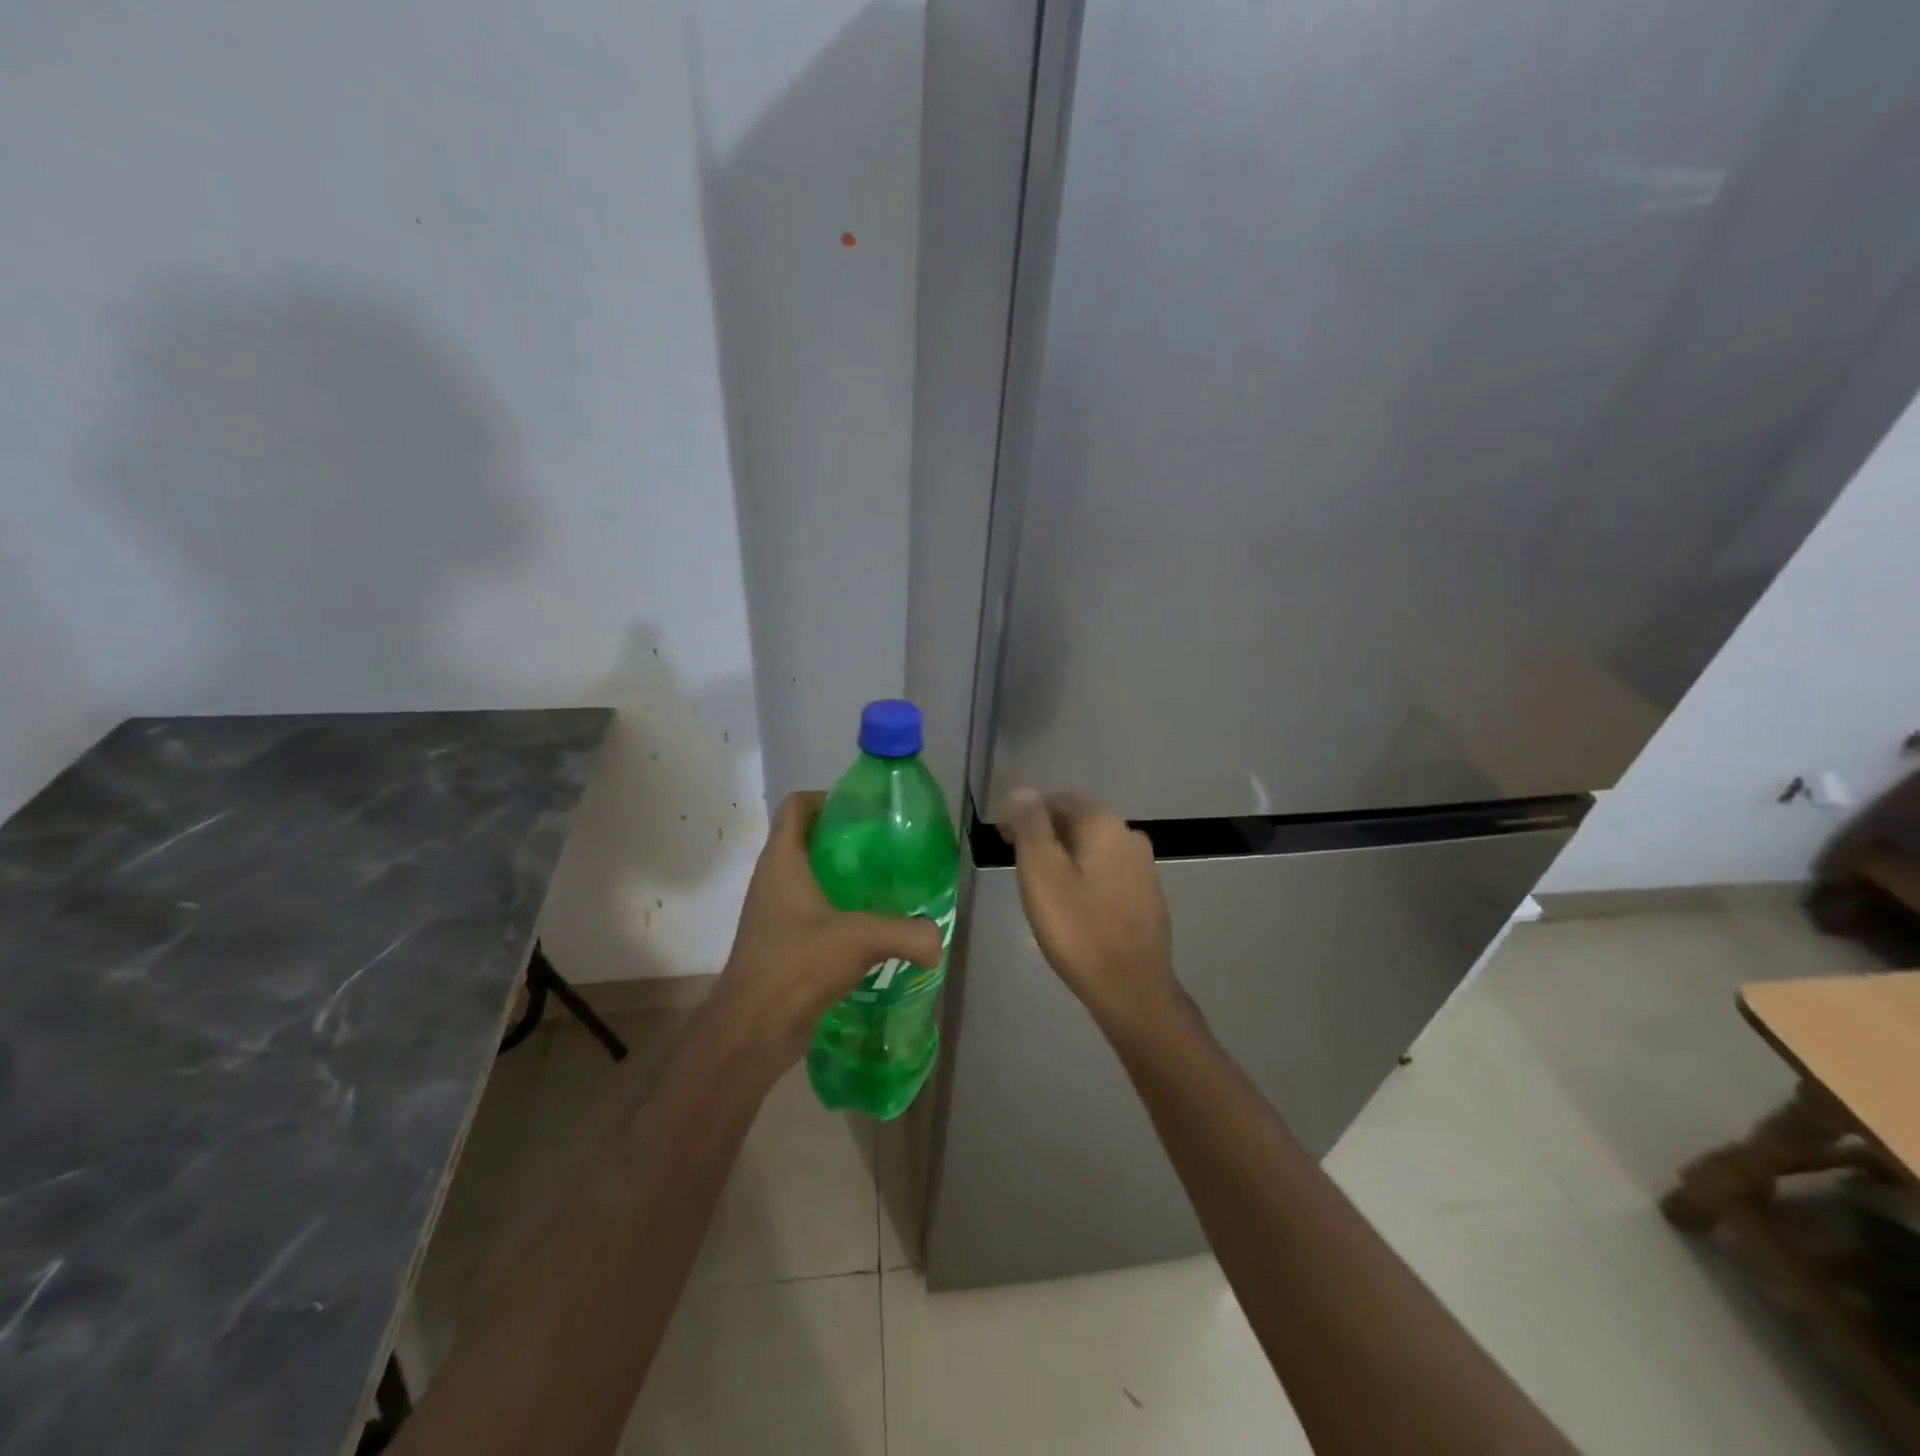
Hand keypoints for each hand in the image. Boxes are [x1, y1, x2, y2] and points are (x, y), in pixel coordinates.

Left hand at [709, 791, 943, 1074]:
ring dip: (842, 877)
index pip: (797, 806)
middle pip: (806, 839)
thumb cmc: (796, 965)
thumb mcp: (860, 939)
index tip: (864, 811)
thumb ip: (908, 933)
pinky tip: (869, 928)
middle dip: (845, 839)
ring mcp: (773, 913)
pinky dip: (837, 910)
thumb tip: (938, 939)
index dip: (827, 798)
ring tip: (884, 885)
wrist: (752, 1030)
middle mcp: (772, 880)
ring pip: (809, 878)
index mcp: (782, 861)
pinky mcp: (780, 943)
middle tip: (886, 848)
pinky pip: (811, 911)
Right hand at [1003, 790, 1182, 1040]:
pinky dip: (1086, 876)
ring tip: (1041, 884)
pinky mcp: (1148, 897)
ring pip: (1095, 848)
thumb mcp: (1041, 872)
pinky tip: (1073, 903)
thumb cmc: (1078, 927)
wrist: (1131, 988)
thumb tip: (1023, 791)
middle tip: (1018, 861)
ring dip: (1067, 855)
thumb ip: (1031, 826)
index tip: (1004, 838)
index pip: (1059, 800)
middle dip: (1047, 834)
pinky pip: (1109, 873)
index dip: (1028, 813)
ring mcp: (1144, 868)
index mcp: (1104, 824)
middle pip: (1080, 821)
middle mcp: (1130, 836)